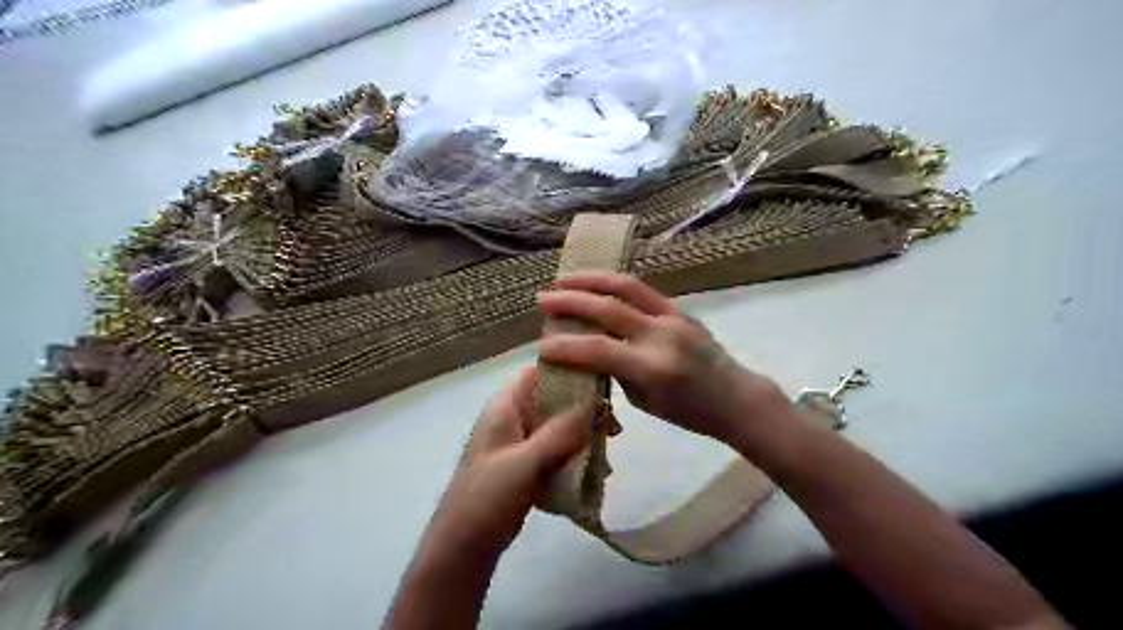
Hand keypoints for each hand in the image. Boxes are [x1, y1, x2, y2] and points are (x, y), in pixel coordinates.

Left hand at [421, 366, 590, 563]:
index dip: (569, 370)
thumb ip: (560, 432)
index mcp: (505, 407)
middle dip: (583, 407)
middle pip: (553, 399)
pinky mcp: (526, 465)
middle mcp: (512, 418)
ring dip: (582, 433)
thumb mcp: (525, 462)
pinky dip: (575, 454)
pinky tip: (595, 469)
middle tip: (612, 424)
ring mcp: (519, 443)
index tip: (602, 380)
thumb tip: (595, 402)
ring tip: (609, 446)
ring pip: (558, 426)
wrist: (463, 548)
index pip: (539, 372)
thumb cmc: (487, 498)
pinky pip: (556, 450)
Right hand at [537, 271, 788, 443]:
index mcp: (653, 367)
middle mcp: (662, 335)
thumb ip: (616, 372)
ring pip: (627, 287)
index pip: (599, 350)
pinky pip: (643, 290)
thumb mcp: (645, 402)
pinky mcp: (680, 309)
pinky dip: (615, 283)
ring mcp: (673, 317)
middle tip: (542, 298)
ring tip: (564, 278)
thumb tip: (588, 351)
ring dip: (591, 279)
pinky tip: (597, 282)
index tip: (540, 347)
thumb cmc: (689, 412)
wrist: (736, 397)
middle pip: (608, 309)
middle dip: (571, 301)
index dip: (565, 348)